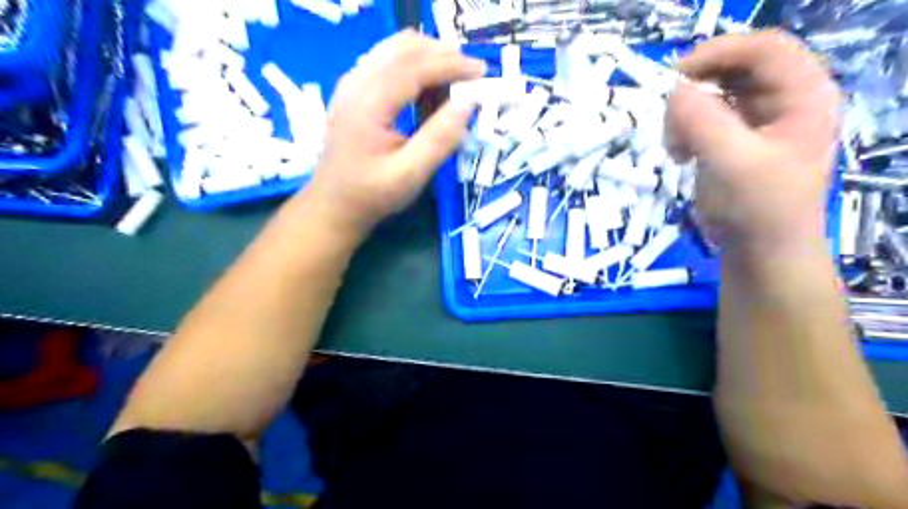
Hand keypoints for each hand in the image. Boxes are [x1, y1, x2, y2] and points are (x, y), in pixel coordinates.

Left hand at [303, 28, 489, 237]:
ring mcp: (352, 83)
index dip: (451, 65)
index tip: (482, 72)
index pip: (415, 67)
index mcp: (369, 104)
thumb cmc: (372, 194)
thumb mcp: (410, 175)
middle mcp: (356, 83)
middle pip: (404, 47)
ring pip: (395, 49)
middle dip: (443, 54)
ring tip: (455, 79)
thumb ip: (439, 139)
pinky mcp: (354, 90)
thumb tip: (468, 103)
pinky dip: (414, 64)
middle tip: (472, 74)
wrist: (334, 204)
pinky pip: (387, 60)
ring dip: (429, 56)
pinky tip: (429, 88)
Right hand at [664, 30, 839, 252]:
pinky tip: (680, 154)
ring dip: (686, 113)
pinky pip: (702, 117)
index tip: (676, 76)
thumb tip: (672, 91)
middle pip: (735, 67)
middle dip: (697, 87)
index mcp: (804, 96)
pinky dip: (684, 129)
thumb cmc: (759, 210)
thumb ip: (703, 122)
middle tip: (670, 113)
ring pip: (713, 92)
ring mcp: (756, 119)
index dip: (720, 52)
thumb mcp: (733, 164)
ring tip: (676, 146)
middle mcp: (784, 100)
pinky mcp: (733, 138)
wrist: (760, 252)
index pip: (765, 48)